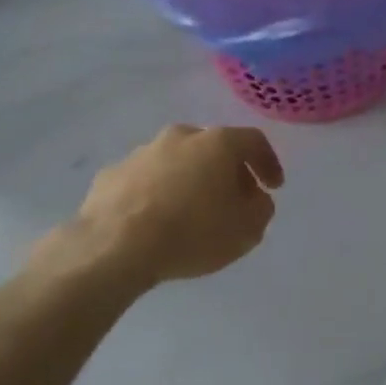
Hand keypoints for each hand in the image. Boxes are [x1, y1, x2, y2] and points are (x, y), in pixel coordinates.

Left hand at [34, 124, 284, 288]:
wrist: (113, 247)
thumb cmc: (192, 233)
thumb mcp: (246, 230)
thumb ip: (261, 209)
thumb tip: (255, 199)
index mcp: (217, 143)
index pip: (254, 141)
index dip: (269, 163)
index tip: (273, 187)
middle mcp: (180, 137)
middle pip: (213, 148)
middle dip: (227, 171)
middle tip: (234, 200)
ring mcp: (142, 153)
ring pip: (177, 161)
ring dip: (190, 180)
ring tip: (191, 213)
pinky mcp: (111, 174)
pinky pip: (145, 180)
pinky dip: (157, 193)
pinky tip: (155, 221)